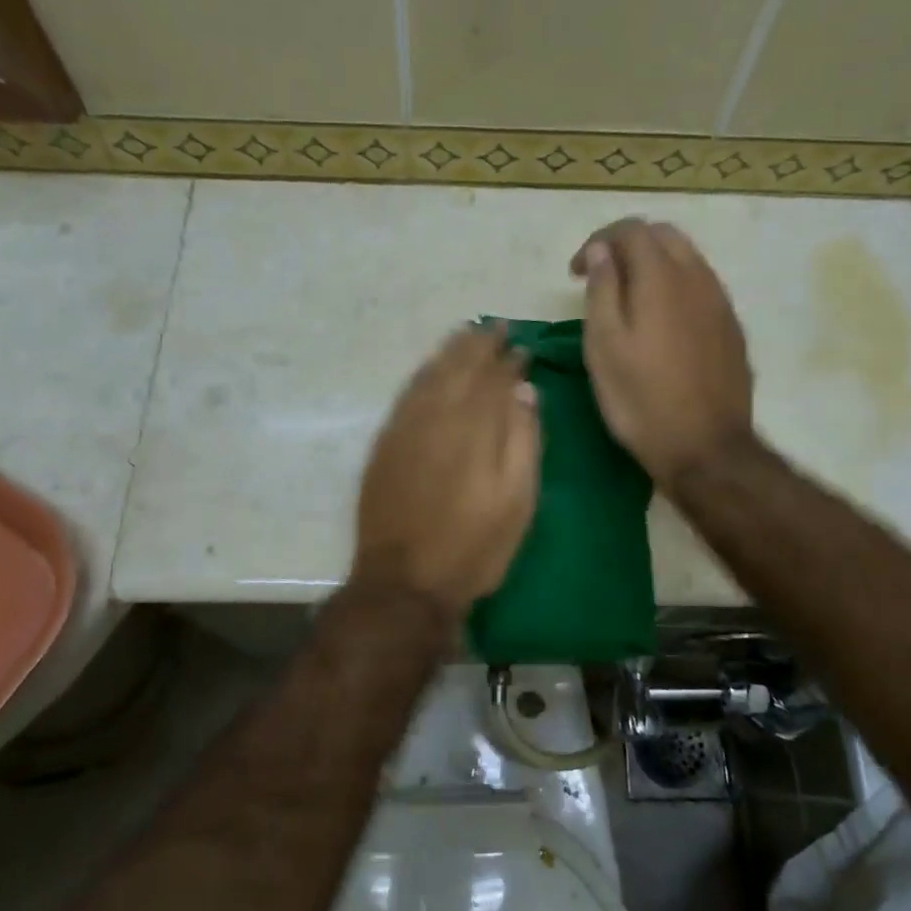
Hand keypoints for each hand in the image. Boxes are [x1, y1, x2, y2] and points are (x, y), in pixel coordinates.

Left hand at [351, 324, 540, 619]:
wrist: (404, 582)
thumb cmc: (473, 547)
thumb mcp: (517, 502)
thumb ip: (523, 440)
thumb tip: (525, 391)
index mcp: (474, 427)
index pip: (495, 378)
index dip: (510, 360)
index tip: (522, 347)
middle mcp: (437, 416)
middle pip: (459, 367)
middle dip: (479, 345)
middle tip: (495, 328)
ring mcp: (405, 428)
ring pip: (430, 374)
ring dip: (450, 351)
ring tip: (466, 334)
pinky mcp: (385, 443)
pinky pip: (406, 394)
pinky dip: (422, 373)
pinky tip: (431, 369)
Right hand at [572, 218, 754, 484]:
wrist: (706, 449)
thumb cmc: (641, 400)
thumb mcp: (604, 346)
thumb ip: (602, 290)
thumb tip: (601, 251)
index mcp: (661, 277)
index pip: (631, 229)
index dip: (597, 241)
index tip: (576, 273)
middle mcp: (698, 278)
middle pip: (664, 236)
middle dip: (628, 246)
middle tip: (601, 278)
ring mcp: (721, 303)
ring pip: (687, 259)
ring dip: (654, 265)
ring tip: (629, 299)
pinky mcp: (732, 329)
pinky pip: (702, 288)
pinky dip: (676, 288)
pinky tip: (662, 324)